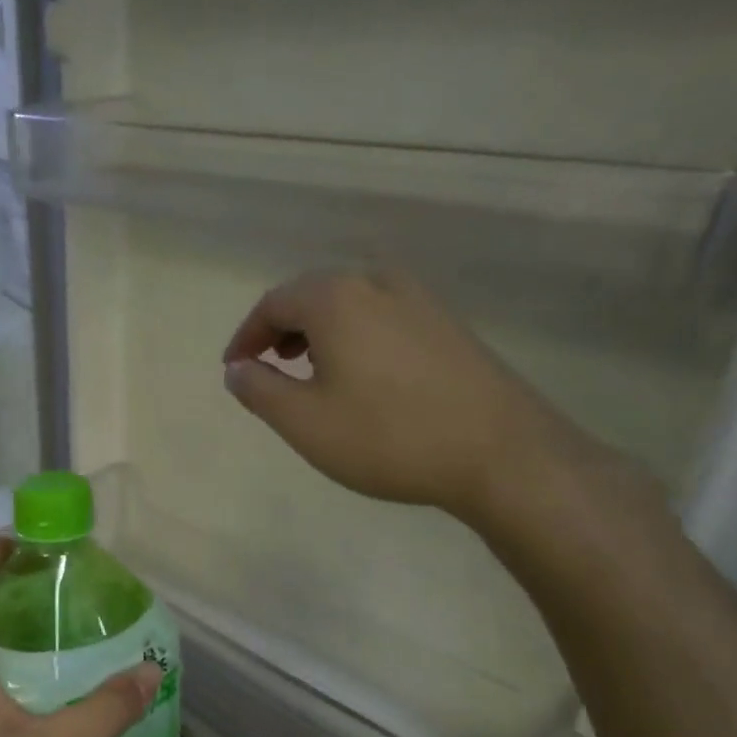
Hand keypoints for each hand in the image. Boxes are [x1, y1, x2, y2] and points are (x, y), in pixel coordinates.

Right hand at [222, 271, 595, 524]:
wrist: (501, 453)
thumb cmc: (387, 436)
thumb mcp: (303, 422)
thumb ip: (258, 390)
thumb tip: (237, 369)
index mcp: (336, 299)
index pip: (273, 303)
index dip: (246, 336)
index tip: (234, 369)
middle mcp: (377, 283)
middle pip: (312, 295)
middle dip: (281, 330)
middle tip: (267, 367)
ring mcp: (420, 300)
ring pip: (350, 304)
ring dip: (318, 332)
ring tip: (309, 372)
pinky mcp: (448, 324)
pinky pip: (382, 316)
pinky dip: (354, 336)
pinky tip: (360, 375)